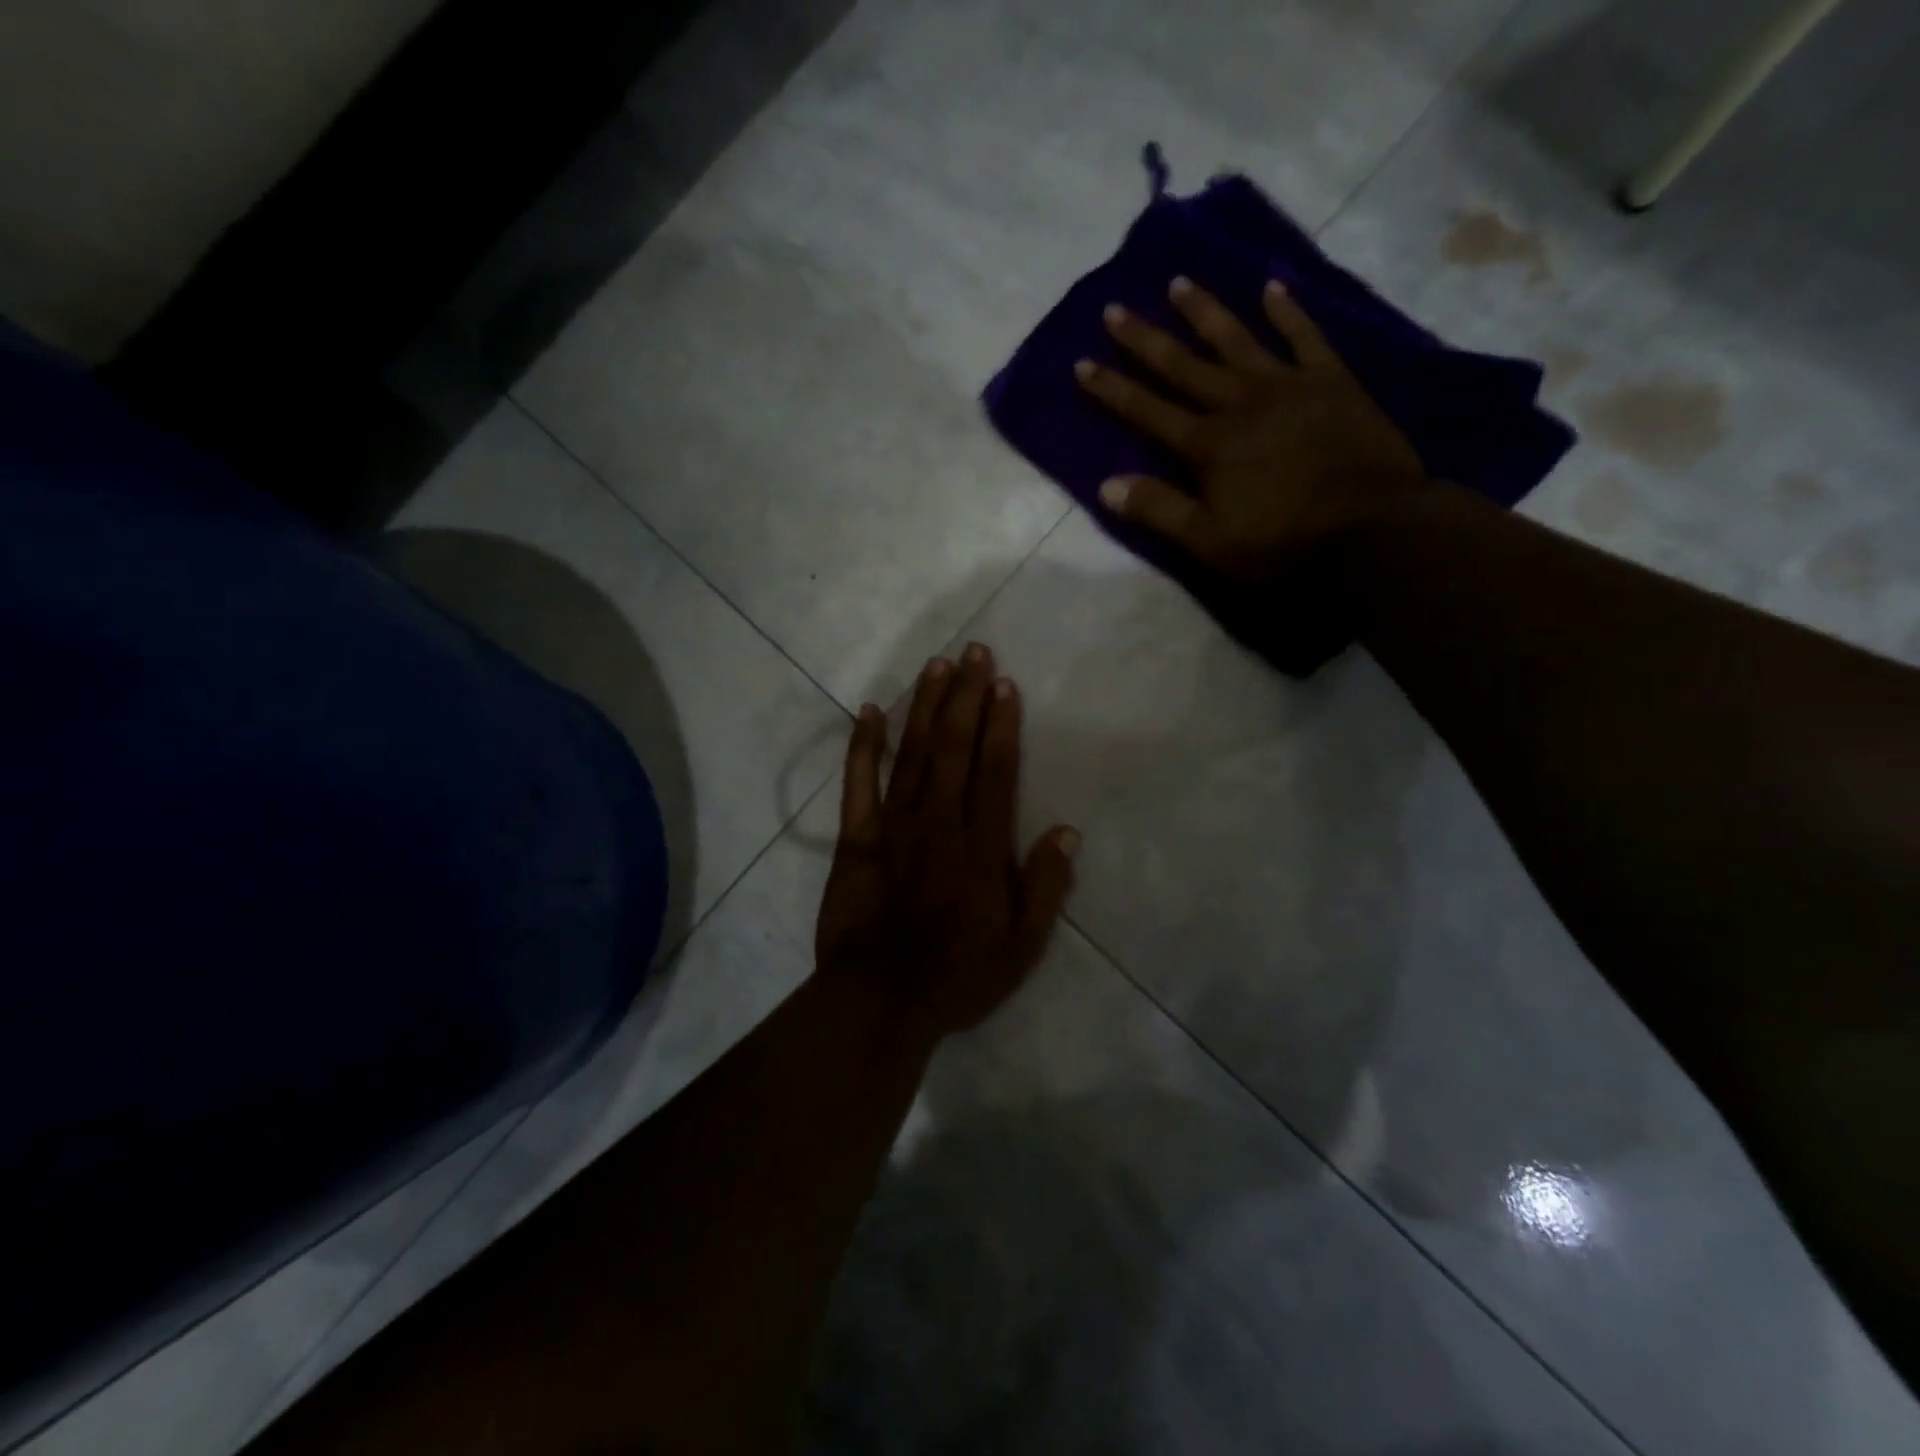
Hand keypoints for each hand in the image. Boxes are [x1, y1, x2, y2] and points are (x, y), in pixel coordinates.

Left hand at [815, 645, 1078, 1037]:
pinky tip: (870, 710)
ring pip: (913, 753)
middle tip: (973, 650)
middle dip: (966, 696)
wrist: (880, 1001)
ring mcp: (894, 825)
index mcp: (982, 845)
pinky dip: (863, 745)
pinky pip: (858, 783)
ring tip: (936, 665)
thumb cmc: (958, 975)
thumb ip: (1046, 886)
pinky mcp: (856, 838)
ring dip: (925, 706)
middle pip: (955, 747)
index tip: (1004, 683)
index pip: (996, 770)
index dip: (1002, 723)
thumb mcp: (1023, 946)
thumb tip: (1067, 831)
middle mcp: (940, 821)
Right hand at [1074, 277, 1427, 580]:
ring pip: (1237, 339)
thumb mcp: (1209, 540)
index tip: (1082, 363)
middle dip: (1145, 340)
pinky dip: (1289, 311)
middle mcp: (1240, 403)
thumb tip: (1105, 486)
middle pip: (1183, 366)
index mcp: (1208, 444)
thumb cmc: (1283, 542)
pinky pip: (1306, 337)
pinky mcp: (1332, 381)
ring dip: (1205, 312)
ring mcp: (1288, 385)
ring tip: (1180, 282)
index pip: (1148, 411)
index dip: (1113, 389)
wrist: (1372, 528)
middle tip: (1115, 308)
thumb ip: (1159, 510)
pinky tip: (1272, 286)